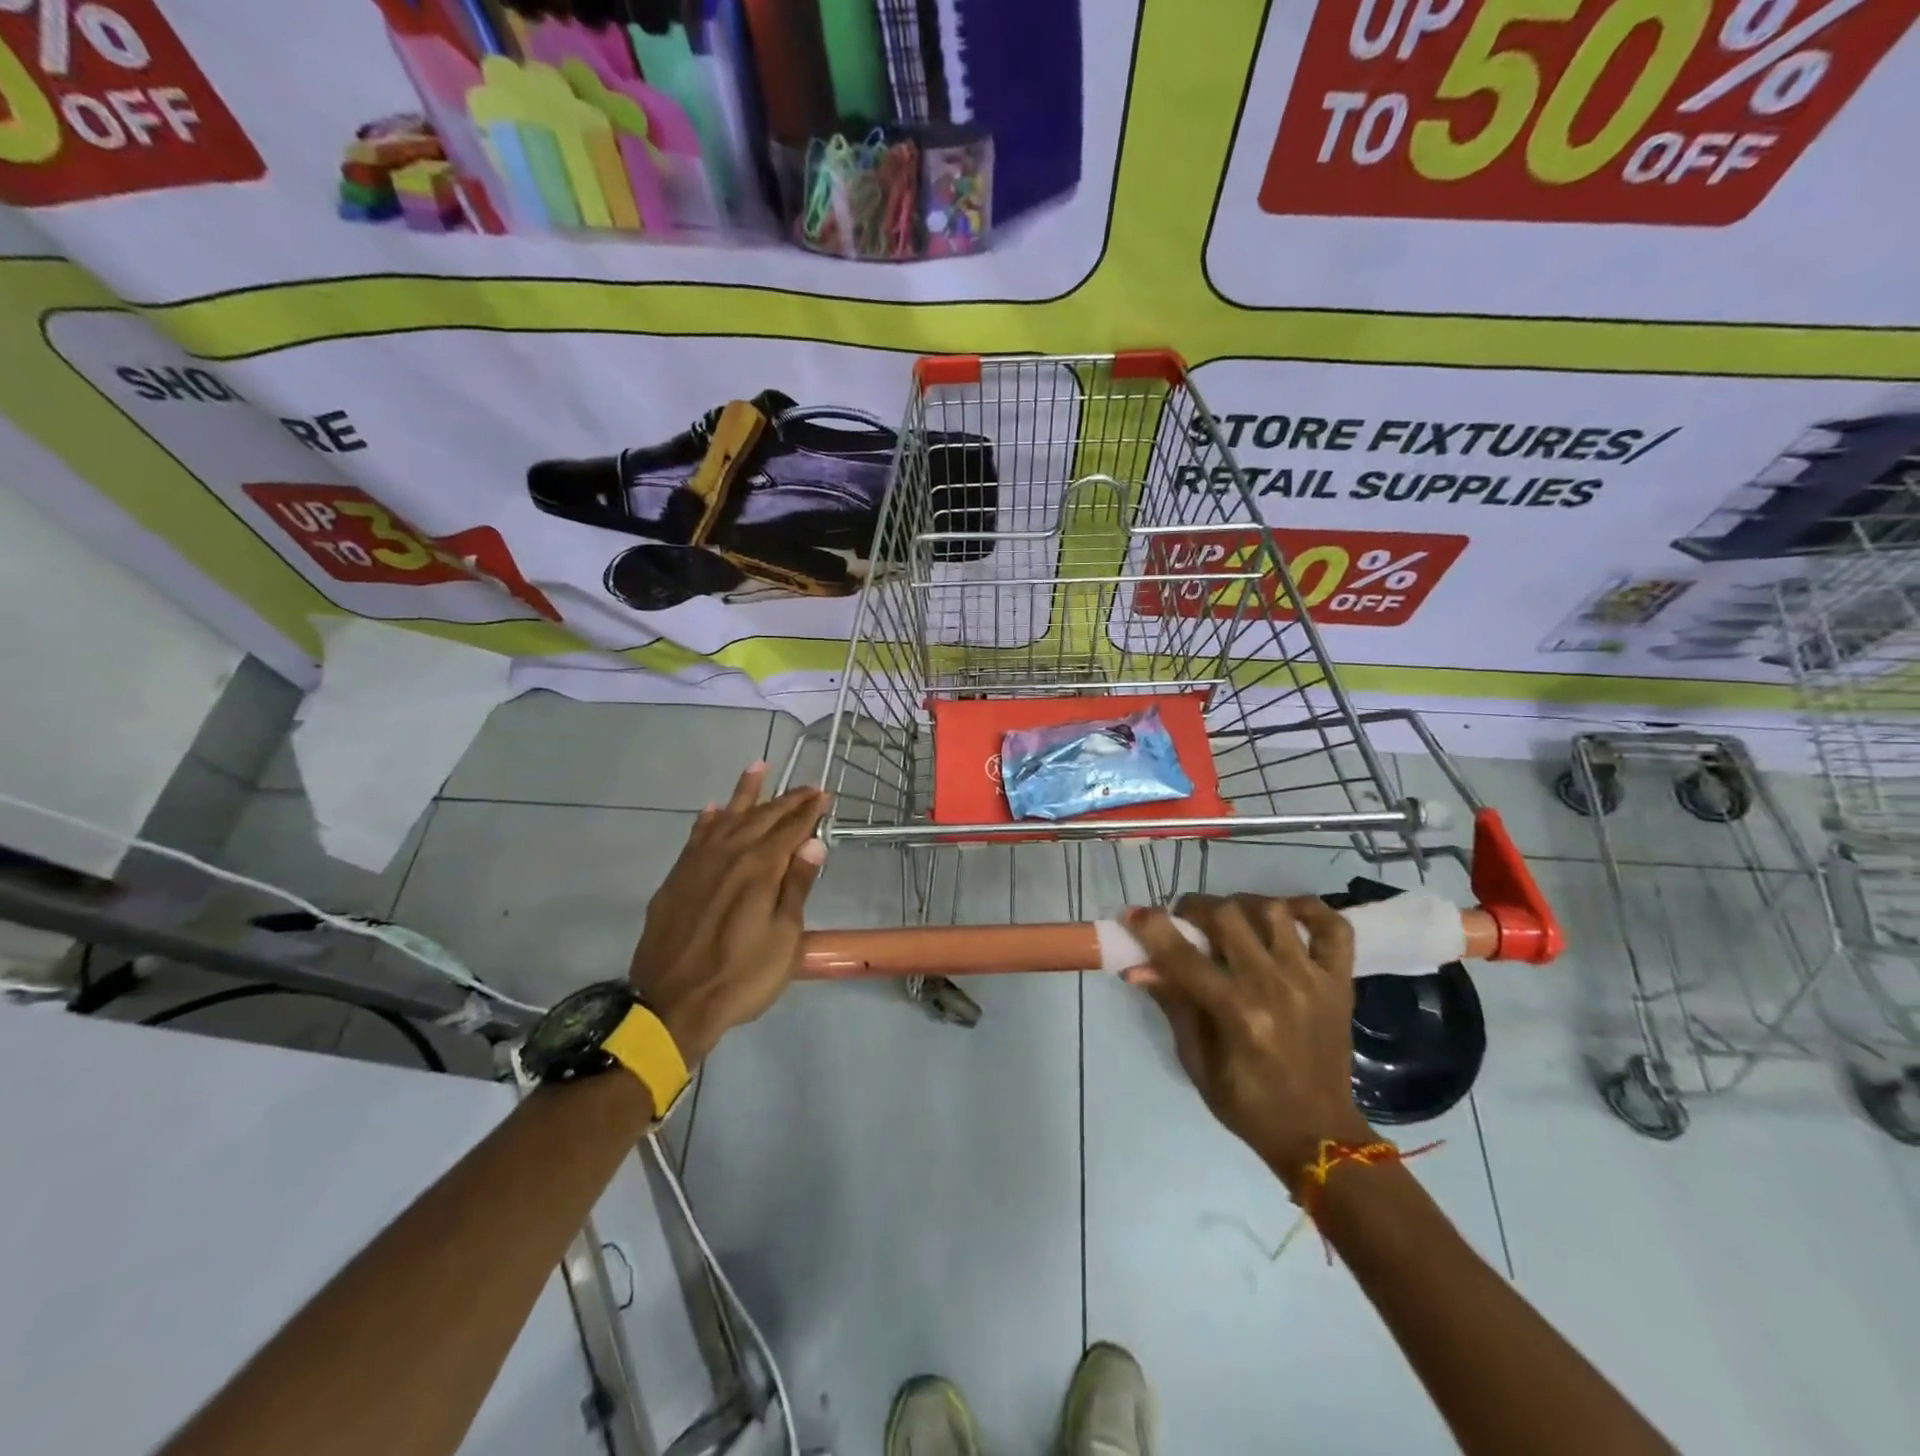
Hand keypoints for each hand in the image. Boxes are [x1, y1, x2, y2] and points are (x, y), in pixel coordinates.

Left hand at [627, 764, 827, 1063]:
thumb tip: (813, 842)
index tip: (824, 795)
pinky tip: (714, 810)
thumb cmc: (742, 977)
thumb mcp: (784, 938)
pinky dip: (708, 819)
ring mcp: (699, 863)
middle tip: (807, 786)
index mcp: (761, 868)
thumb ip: (796, 887)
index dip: (809, 810)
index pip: (791, 828)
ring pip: (727, 816)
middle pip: (763, 817)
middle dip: (787, 799)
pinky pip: (696, 836)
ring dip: (745, 792)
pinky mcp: (677, 878)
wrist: (672, 1005)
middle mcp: (730, 854)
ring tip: (758, 767)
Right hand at [1125, 894, 1370, 1188]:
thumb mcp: (1196, 1060)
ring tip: (1229, 919)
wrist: (1319, 1135)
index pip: (1183, 956)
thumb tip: (1137, 965)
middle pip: (1228, 917)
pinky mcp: (1340, 982)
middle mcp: (1275, 987)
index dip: (1151, 928)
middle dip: (1195, 908)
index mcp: (1238, 1014)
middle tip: (1184, 920)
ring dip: (1242, 904)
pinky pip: (1333, 927)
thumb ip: (1173, 1003)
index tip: (1132, 913)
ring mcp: (1312, 980)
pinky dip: (1309, 909)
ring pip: (1273, 911)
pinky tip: (1283, 914)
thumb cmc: (1247, 1104)